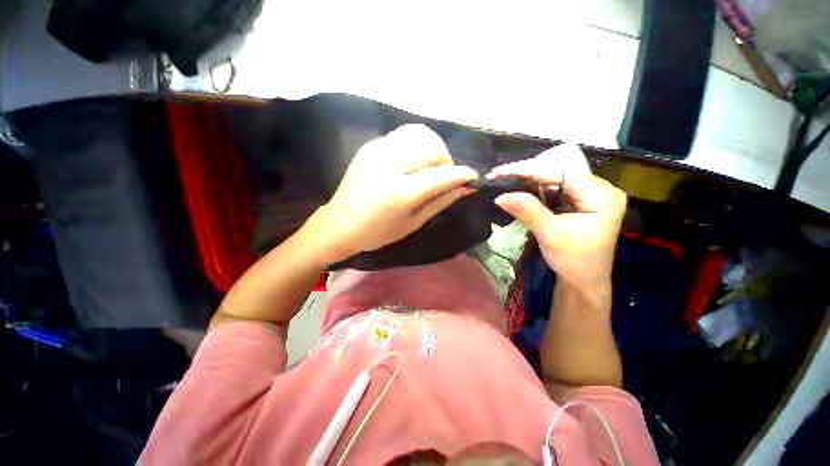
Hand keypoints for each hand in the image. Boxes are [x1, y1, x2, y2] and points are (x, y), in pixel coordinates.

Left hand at [315, 124, 478, 262]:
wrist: (340, 223)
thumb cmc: (378, 232)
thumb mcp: (413, 223)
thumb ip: (440, 201)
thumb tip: (465, 187)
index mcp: (399, 193)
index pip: (441, 174)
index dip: (462, 174)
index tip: (473, 177)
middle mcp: (388, 165)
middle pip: (432, 146)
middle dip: (446, 160)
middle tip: (444, 176)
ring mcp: (377, 150)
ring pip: (419, 133)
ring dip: (433, 148)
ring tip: (430, 167)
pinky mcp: (371, 145)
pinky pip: (403, 135)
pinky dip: (417, 145)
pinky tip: (412, 162)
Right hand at [491, 144, 625, 295]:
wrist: (583, 281)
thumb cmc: (574, 262)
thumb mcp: (551, 236)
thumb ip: (528, 212)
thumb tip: (500, 196)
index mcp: (603, 196)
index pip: (564, 173)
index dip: (531, 171)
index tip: (503, 172)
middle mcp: (599, 188)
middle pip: (562, 167)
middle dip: (530, 170)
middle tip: (503, 176)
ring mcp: (589, 192)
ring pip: (556, 174)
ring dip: (531, 177)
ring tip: (507, 180)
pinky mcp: (578, 199)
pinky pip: (554, 185)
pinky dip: (535, 186)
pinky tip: (520, 188)